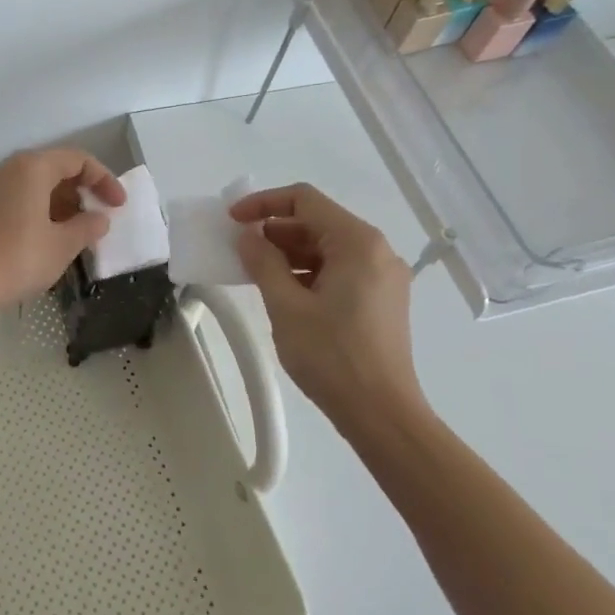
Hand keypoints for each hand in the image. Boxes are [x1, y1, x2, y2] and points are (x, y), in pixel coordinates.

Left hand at [0, 149, 125, 310]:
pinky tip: (49, 236)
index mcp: (32, 167)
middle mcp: (9, 168)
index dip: (104, 179)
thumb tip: (99, 218)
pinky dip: (39, 209)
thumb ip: (87, 226)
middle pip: (54, 167)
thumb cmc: (19, 259)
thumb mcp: (63, 245)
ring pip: (35, 184)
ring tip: (77, 231)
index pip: (78, 160)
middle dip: (81, 190)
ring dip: (61, 202)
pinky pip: (18, 197)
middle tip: (98, 218)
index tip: (118, 206)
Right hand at [229, 183, 429, 435]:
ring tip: (254, 273)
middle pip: (318, 222)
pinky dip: (308, 272)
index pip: (305, 200)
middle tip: (239, 250)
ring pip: (327, 248)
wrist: (382, 414)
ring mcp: (383, 276)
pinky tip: (283, 292)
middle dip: (275, 231)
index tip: (232, 220)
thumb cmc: (332, 356)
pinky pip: (339, 270)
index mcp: (358, 243)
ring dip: (289, 253)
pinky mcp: (382, 299)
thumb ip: (263, 263)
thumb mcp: (286, 307)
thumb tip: (248, 237)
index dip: (263, 203)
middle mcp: (377, 251)